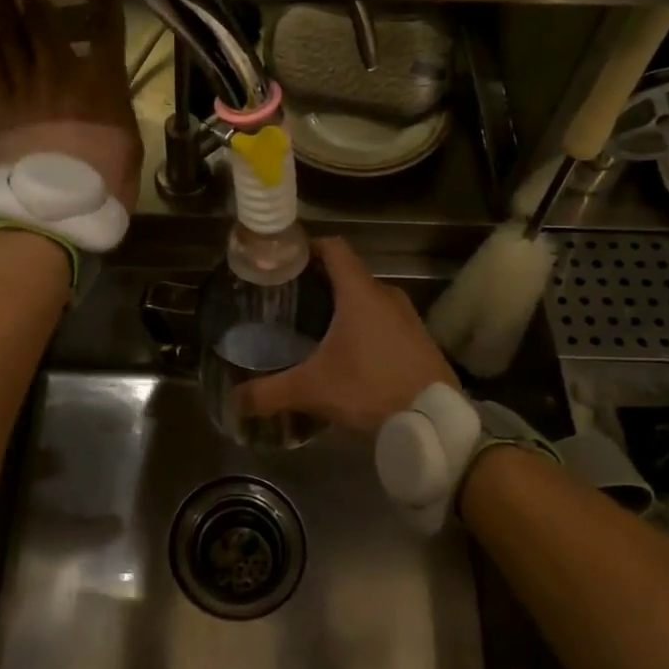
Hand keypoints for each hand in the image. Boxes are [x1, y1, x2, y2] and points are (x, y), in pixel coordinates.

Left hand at [0, 0, 143, 211]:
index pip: (106, 27)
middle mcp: (61, 72)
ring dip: (1, 10)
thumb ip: (118, 112)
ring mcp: (26, 87)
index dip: (103, 1)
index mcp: (102, 81)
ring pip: (8, 35)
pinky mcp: (0, 106)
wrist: (57, 210)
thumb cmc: (106, 183)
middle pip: (43, 20)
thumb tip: (111, 101)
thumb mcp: (130, 146)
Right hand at [241, 238, 457, 433]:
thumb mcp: (312, 390)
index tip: (285, 260)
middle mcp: (386, 295)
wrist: (434, 422)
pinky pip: (386, 320)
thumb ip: (269, 393)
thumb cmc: (370, 389)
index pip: (333, 248)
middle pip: (348, 274)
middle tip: (291, 300)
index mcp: (360, 293)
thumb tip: (234, 400)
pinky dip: (366, 326)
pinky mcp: (420, 339)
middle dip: (320, 282)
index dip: (308, 246)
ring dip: (345, 306)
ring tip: (316, 327)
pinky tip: (351, 353)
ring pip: (368, 299)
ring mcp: (408, 317)